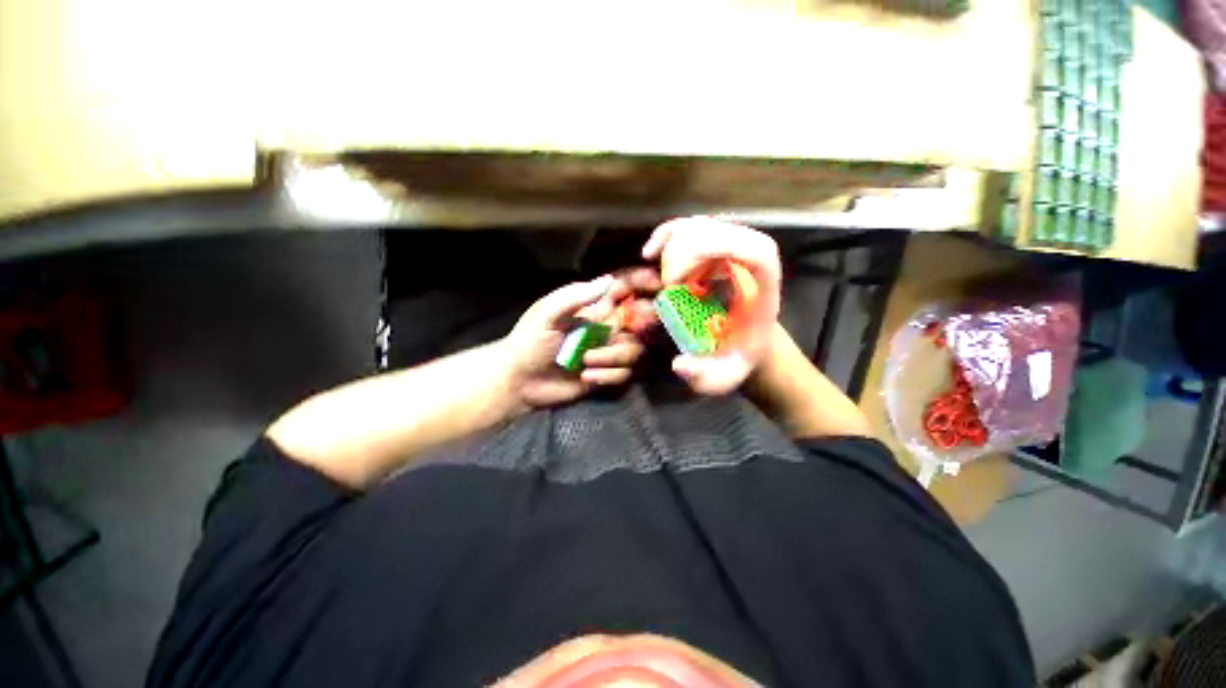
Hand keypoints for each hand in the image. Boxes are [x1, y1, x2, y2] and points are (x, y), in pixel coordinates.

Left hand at [500, 269, 659, 409]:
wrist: (521, 381)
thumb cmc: (529, 341)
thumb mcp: (546, 314)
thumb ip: (574, 297)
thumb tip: (607, 280)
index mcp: (593, 306)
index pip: (625, 287)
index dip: (643, 282)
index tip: (659, 284)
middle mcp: (607, 326)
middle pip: (641, 320)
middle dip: (641, 325)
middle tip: (625, 332)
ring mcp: (610, 350)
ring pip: (635, 350)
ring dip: (612, 357)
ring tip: (584, 362)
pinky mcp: (609, 373)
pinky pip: (625, 373)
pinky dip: (608, 375)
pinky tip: (585, 377)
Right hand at [642, 217, 781, 394]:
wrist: (749, 341)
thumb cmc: (739, 355)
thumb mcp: (725, 376)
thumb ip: (705, 378)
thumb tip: (679, 364)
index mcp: (763, 282)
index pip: (752, 249)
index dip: (710, 253)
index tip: (675, 282)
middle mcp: (750, 256)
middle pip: (715, 231)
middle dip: (679, 254)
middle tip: (666, 287)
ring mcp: (732, 246)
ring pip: (698, 226)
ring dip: (670, 246)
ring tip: (659, 274)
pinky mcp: (715, 246)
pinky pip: (689, 229)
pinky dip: (667, 236)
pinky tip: (651, 252)